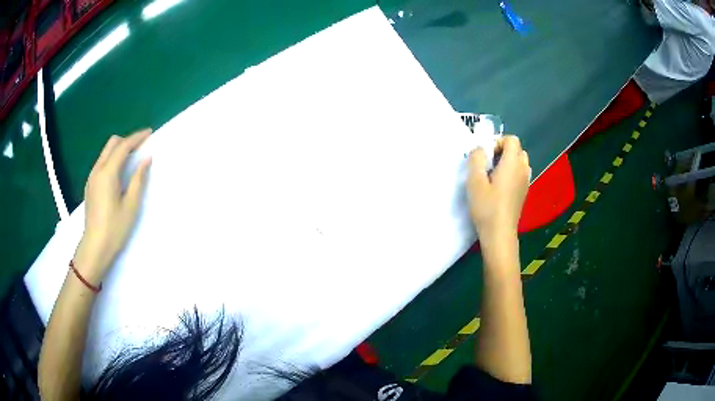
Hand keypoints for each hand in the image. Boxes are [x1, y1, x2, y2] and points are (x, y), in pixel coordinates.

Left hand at [73, 129, 151, 283]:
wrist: (95, 247)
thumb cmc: (115, 228)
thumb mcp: (131, 205)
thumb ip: (138, 179)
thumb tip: (146, 159)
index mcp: (108, 173)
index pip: (123, 146)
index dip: (137, 138)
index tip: (149, 133)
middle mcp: (97, 170)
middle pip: (112, 144)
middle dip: (127, 140)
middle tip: (141, 146)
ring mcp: (92, 178)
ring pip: (105, 152)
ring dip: (119, 149)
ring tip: (132, 158)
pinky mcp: (90, 186)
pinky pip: (102, 163)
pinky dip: (112, 159)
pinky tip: (119, 172)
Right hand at [467, 135, 530, 245]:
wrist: (499, 233)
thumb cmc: (486, 206)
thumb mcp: (475, 180)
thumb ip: (476, 158)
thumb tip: (480, 149)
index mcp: (513, 163)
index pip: (512, 139)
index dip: (498, 142)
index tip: (486, 156)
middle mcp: (523, 169)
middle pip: (517, 149)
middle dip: (503, 151)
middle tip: (488, 164)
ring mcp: (526, 181)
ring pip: (520, 162)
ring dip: (508, 162)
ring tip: (494, 175)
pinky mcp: (524, 192)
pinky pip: (520, 173)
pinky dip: (512, 173)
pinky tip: (500, 187)